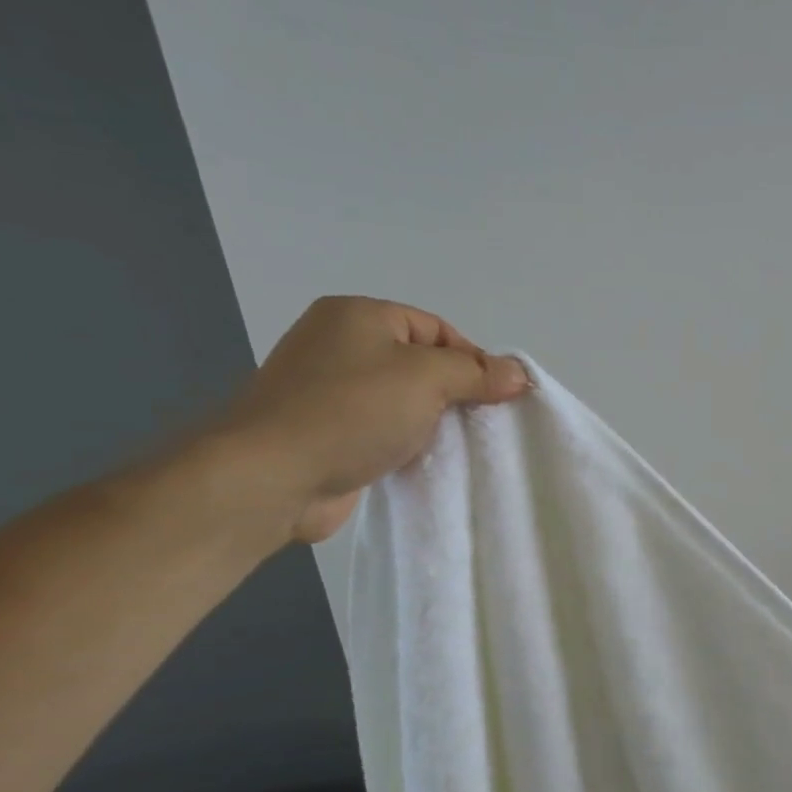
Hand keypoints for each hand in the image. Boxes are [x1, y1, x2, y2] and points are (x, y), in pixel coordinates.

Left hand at [213, 296, 528, 543]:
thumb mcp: (427, 378)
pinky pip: (381, 429)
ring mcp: (328, 390)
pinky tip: (424, 460)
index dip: (474, 360)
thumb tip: (518, 373)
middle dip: (455, 392)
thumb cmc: (352, 410)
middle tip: (482, 422)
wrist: (272, 476)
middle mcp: (339, 343)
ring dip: (432, 421)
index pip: (437, 329)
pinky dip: (405, 442)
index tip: (500, 397)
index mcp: (359, 315)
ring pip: (402, 399)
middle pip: (421, 363)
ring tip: (459, 444)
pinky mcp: (326, 432)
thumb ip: (477, 373)